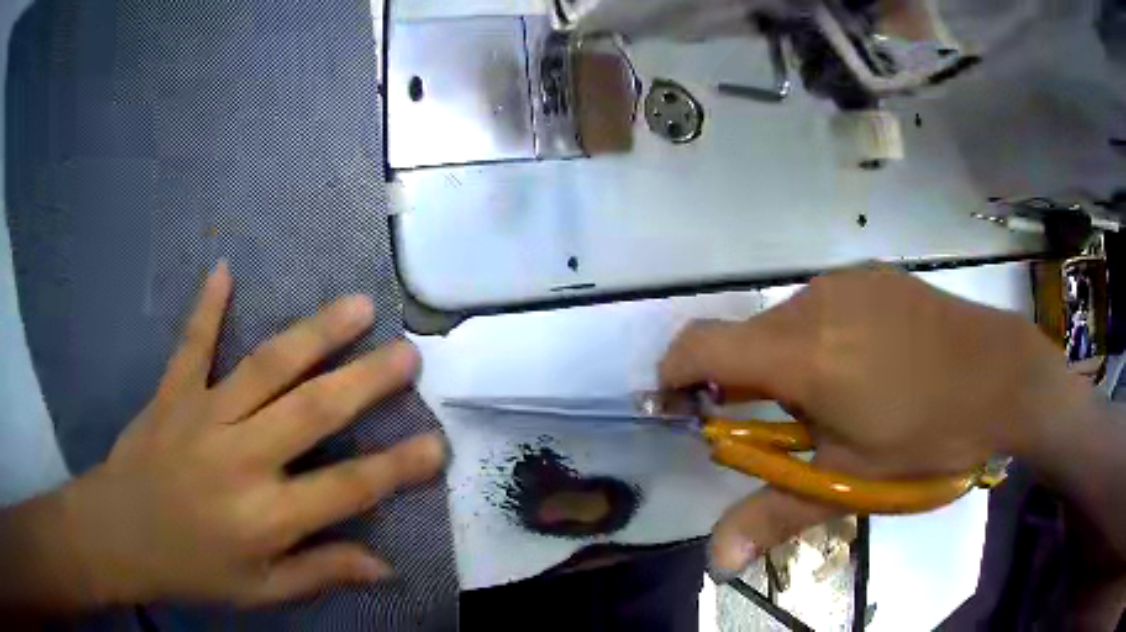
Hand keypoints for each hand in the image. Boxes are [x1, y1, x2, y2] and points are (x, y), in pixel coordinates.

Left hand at [4, 262, 445, 608]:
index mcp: (265, 516)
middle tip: (408, 353)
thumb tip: (384, 564)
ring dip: (314, 335)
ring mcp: (203, 415)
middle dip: (366, 382)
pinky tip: (224, 269)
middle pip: (313, 412)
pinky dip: (207, 307)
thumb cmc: (192, 570)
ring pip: (266, 367)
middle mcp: (240, 457)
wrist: (118, 534)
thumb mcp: (261, 591)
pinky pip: (191, 344)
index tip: (437, 444)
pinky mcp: (172, 392)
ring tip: (356, 306)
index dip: (396, 467)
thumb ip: (320, 572)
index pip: (346, 489)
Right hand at [659, 267, 1091, 578]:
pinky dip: (818, 338)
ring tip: (834, 399)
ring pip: (785, 322)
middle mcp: (815, 302)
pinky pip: (822, 305)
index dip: (675, 374)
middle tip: (782, 428)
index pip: (703, 347)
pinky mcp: (873, 277)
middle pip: (745, 339)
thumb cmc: (928, 434)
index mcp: (804, 353)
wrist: (1002, 374)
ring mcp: (847, 282)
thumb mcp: (852, 481)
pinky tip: (864, 365)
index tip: (678, 405)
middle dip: (741, 383)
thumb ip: (776, 514)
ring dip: (785, 362)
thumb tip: (714, 559)